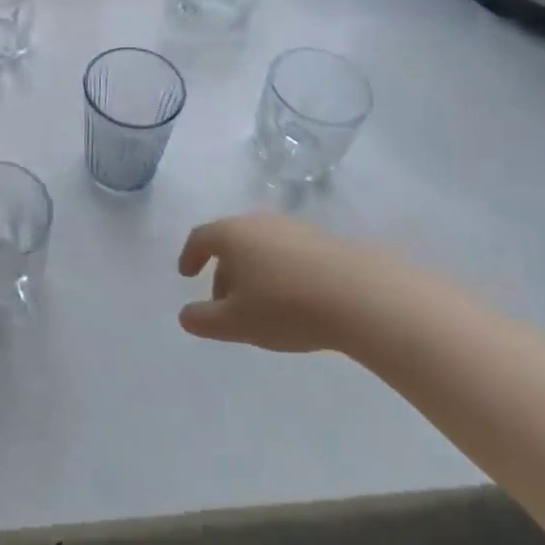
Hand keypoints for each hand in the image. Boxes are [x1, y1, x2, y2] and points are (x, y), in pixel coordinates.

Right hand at [177, 212, 398, 352]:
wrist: (359, 295)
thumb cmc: (285, 305)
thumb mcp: (236, 323)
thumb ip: (203, 320)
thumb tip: (185, 315)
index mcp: (231, 234)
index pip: (200, 238)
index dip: (190, 256)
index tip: (187, 274)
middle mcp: (257, 222)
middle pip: (231, 242)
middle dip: (223, 271)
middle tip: (225, 304)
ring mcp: (292, 228)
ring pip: (260, 247)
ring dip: (253, 272)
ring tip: (261, 306)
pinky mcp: (322, 240)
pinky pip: (288, 253)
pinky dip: (279, 272)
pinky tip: (293, 300)